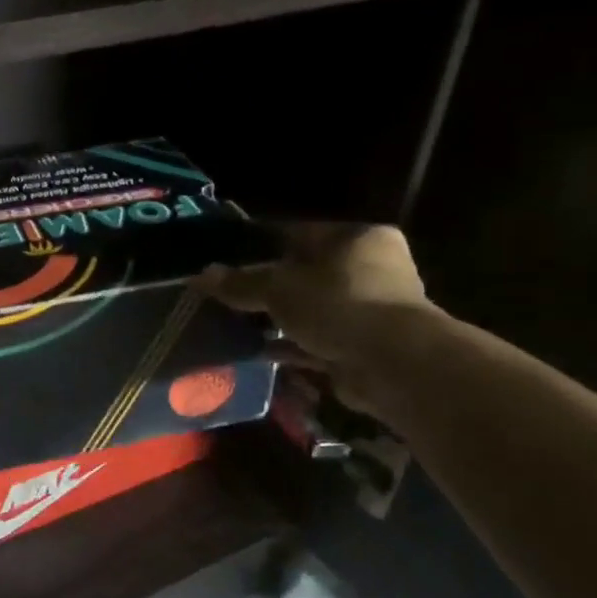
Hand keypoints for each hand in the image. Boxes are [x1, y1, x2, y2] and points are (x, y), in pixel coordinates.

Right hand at [198, 224, 434, 413]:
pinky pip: (319, 340)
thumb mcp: (279, 287)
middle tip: (231, 295)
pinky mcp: (367, 346)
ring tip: (240, 324)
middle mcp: (373, 268)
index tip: (229, 258)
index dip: (261, 245)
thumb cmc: (338, 304)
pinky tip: (261, 352)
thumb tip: (202, 275)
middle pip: (307, 273)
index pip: (300, 233)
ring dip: (281, 320)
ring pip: (313, 309)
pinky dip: (293, 346)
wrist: (394, 364)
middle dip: (270, 287)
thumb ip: (241, 282)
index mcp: (358, 238)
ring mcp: (372, 309)